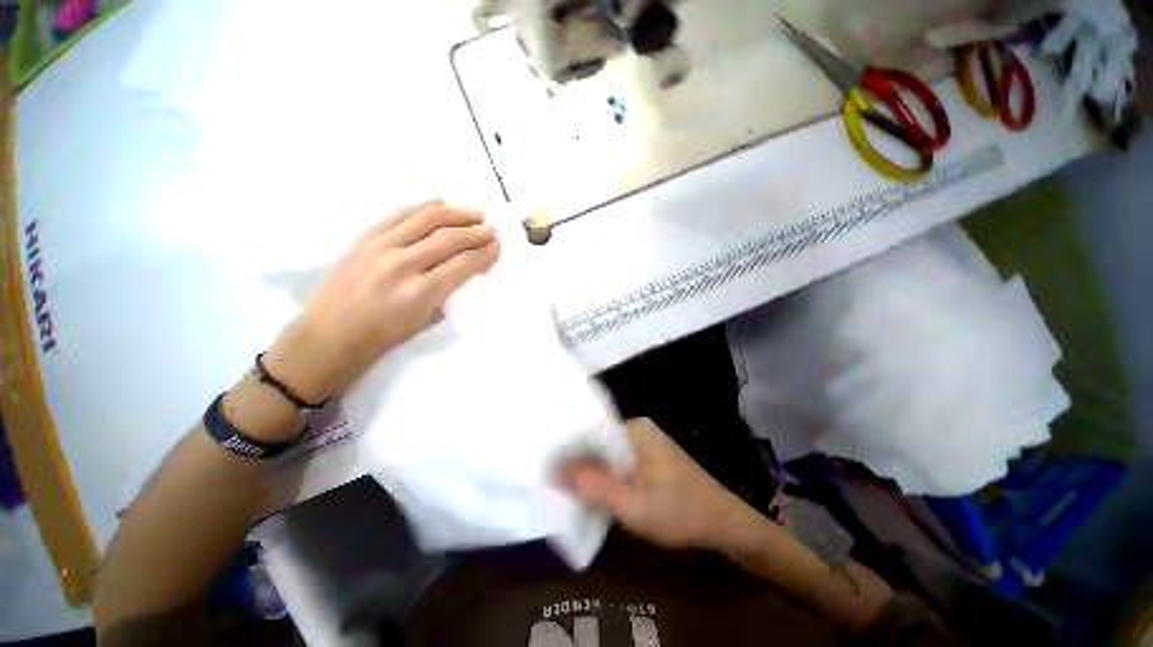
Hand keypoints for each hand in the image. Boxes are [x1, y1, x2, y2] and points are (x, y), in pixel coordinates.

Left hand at [264, 200, 499, 400]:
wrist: (330, 335)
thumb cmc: (382, 337)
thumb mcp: (425, 321)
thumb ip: (448, 293)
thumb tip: (466, 270)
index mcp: (420, 293)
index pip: (462, 265)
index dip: (484, 253)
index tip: (498, 245)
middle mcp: (402, 264)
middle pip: (448, 238)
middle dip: (476, 231)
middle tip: (491, 228)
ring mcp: (379, 247)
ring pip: (425, 219)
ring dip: (455, 213)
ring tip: (475, 211)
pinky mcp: (364, 237)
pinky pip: (399, 214)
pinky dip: (424, 207)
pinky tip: (441, 204)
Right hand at [559, 418, 760, 549]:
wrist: (726, 525)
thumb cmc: (681, 513)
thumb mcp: (633, 506)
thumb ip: (595, 487)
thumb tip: (555, 470)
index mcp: (635, 430)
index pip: (591, 431)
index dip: (568, 449)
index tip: (546, 466)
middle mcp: (638, 429)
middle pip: (598, 442)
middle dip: (578, 462)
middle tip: (552, 480)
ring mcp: (644, 443)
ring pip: (607, 454)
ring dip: (592, 471)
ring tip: (566, 487)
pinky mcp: (649, 458)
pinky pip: (619, 462)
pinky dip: (606, 476)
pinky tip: (594, 491)